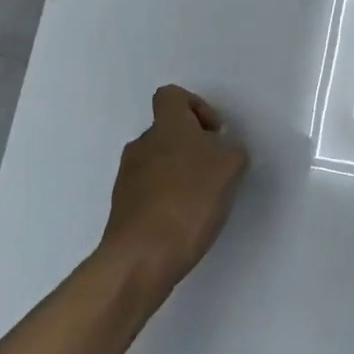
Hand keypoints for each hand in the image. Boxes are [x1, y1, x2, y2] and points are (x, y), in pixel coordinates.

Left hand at [99, 85, 248, 289]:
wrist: (142, 257)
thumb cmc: (190, 200)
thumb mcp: (231, 167)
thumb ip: (230, 150)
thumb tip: (220, 150)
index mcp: (166, 127)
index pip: (172, 96)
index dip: (197, 107)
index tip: (214, 133)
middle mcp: (141, 145)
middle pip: (168, 132)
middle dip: (194, 147)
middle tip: (216, 171)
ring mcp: (127, 177)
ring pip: (160, 162)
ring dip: (181, 174)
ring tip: (203, 201)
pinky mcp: (123, 208)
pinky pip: (151, 191)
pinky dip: (169, 198)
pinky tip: (185, 222)